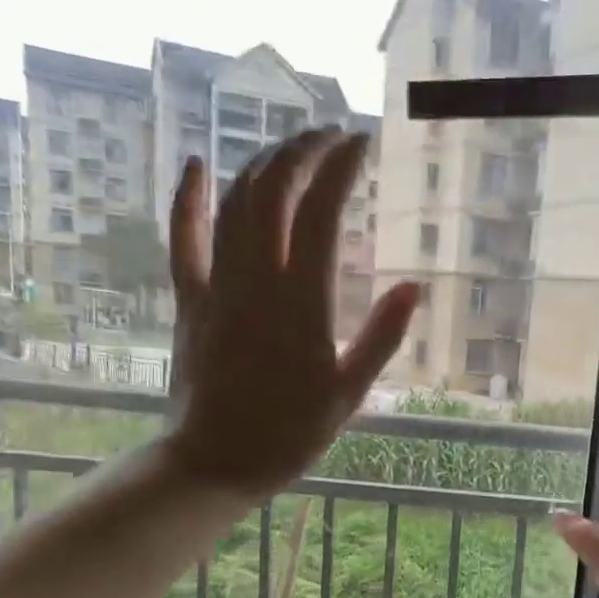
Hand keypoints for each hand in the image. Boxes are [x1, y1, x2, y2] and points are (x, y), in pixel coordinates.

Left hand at [165, 130, 418, 496]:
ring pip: (233, 204)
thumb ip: (382, 337)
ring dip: (260, 165)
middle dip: (301, 151)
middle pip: (274, 192)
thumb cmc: (291, 433)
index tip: (359, 143)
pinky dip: (187, 199)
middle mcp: (257, 281)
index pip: (321, 213)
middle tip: (327, 136)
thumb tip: (415, 286)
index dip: (340, 168)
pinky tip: (194, 164)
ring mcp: (217, 287)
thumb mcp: (350, 392)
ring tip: (288, 147)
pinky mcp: (190, 300)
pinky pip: (183, 239)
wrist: (216, 461)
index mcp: (302, 303)